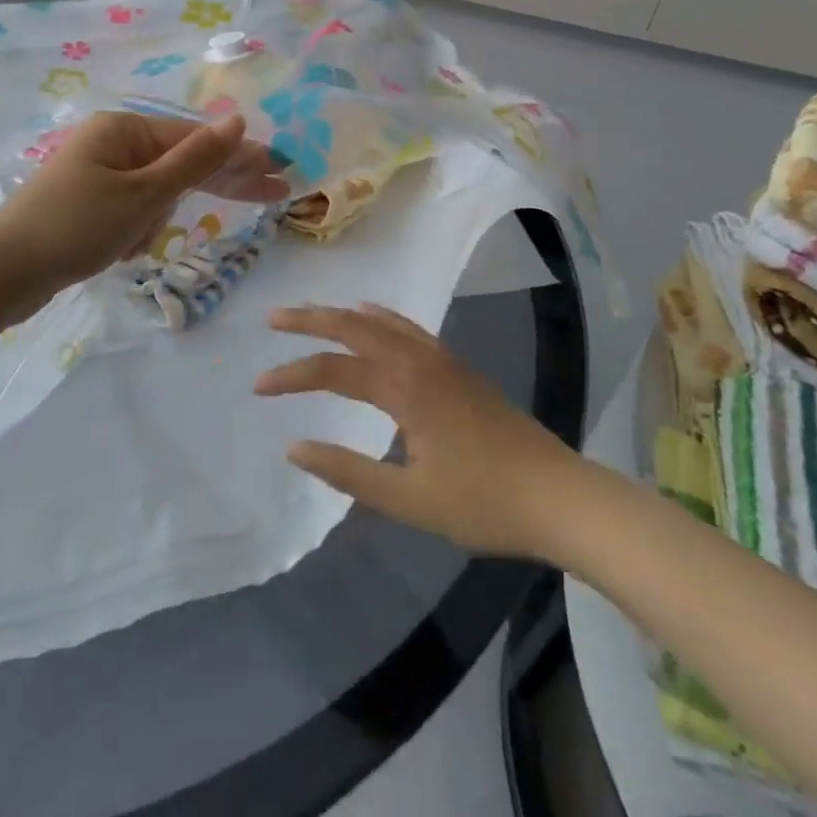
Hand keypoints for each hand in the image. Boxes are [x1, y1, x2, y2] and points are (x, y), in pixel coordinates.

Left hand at [0, 113, 287, 329]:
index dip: (241, 156)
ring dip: (156, 221)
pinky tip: (118, 253)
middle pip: (182, 160)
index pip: (197, 139)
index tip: (281, 170)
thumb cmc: (76, 226)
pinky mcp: (89, 205)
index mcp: (124, 128)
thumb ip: (196, 159)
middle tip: (273, 192)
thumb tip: (239, 121)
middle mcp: (113, 143)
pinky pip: (133, 213)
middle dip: (222, 180)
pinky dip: (135, 233)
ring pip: (157, 193)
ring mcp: (99, 174)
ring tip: (128, 244)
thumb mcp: (144, 194)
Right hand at [255, 304, 582, 558]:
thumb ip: (349, 472)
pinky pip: (409, 328)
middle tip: (273, 318)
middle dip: (311, 320)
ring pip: (382, 322)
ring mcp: (442, 360)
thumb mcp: (410, 500)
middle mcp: (419, 361)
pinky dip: (382, 317)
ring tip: (311, 313)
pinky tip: (373, 316)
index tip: (258, 387)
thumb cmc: (483, 503)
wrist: (558, 496)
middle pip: (355, 327)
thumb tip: (295, 447)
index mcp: (404, 388)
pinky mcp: (457, 368)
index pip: (334, 371)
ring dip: (343, 315)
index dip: (293, 375)